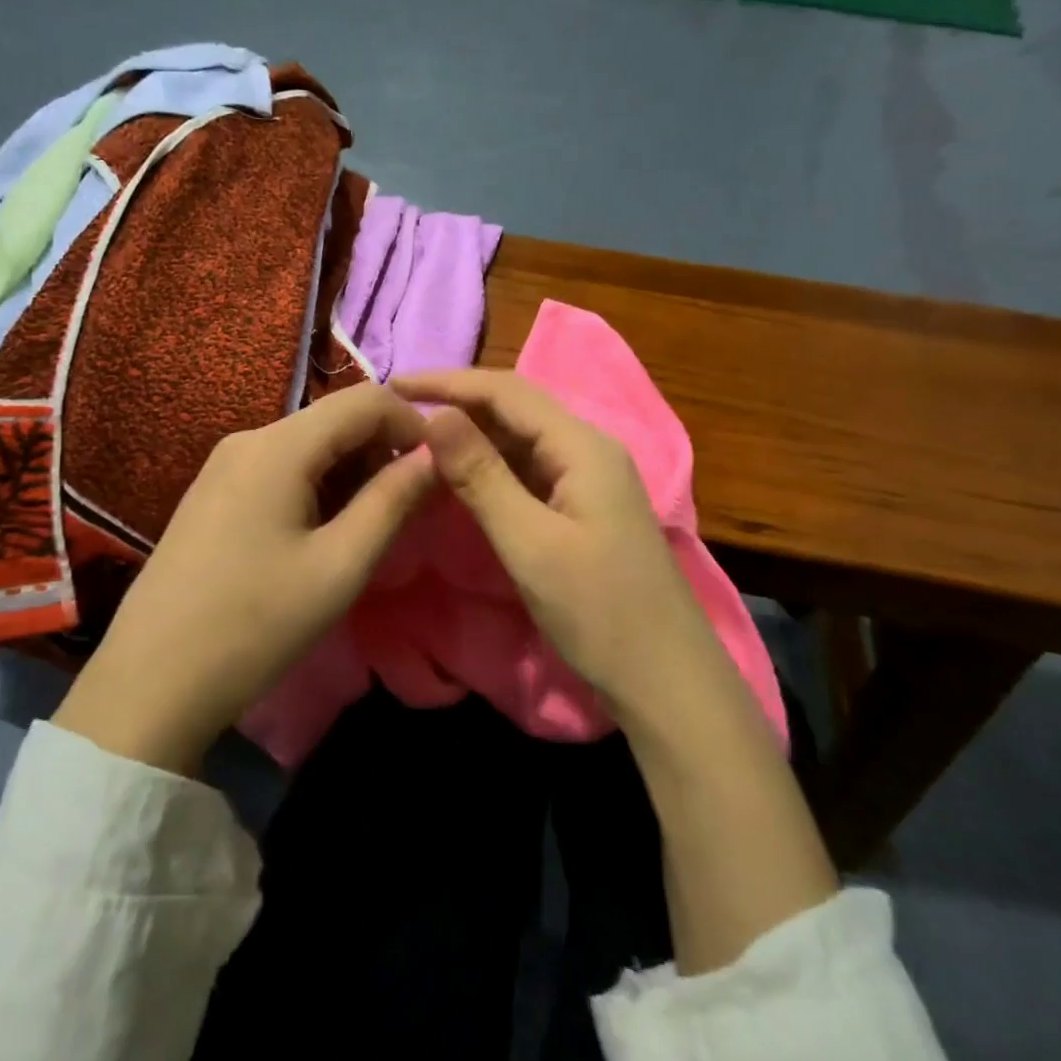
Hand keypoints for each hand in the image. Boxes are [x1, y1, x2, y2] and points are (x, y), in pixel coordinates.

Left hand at [53, 385, 434, 773]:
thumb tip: (435, 456)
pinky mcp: (213, 494)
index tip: (441, 469)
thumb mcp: (339, 566)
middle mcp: (248, 439)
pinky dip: (319, 487)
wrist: (151, 682)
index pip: (365, 399)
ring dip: (353, 473)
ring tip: (372, 528)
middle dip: (383, 452)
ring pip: (310, 446)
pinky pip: (281, 470)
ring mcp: (224, 466)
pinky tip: (324, 534)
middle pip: (335, 420)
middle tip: (412, 507)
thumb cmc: (255, 624)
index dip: (413, 423)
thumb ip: (392, 501)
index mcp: (277, 446)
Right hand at [388, 368, 723, 725]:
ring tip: (419, 438)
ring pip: (522, 438)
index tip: (394, 385)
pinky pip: (531, 469)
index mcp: (582, 446)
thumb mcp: (530, 544)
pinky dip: (492, 466)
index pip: (507, 391)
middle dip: (459, 402)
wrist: (666, 677)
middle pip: (517, 408)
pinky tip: (462, 475)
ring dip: (473, 433)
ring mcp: (590, 479)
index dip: (449, 382)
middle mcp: (589, 449)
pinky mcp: (585, 507)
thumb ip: (481, 477)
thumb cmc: (599, 611)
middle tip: (399, 412)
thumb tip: (435, 416)